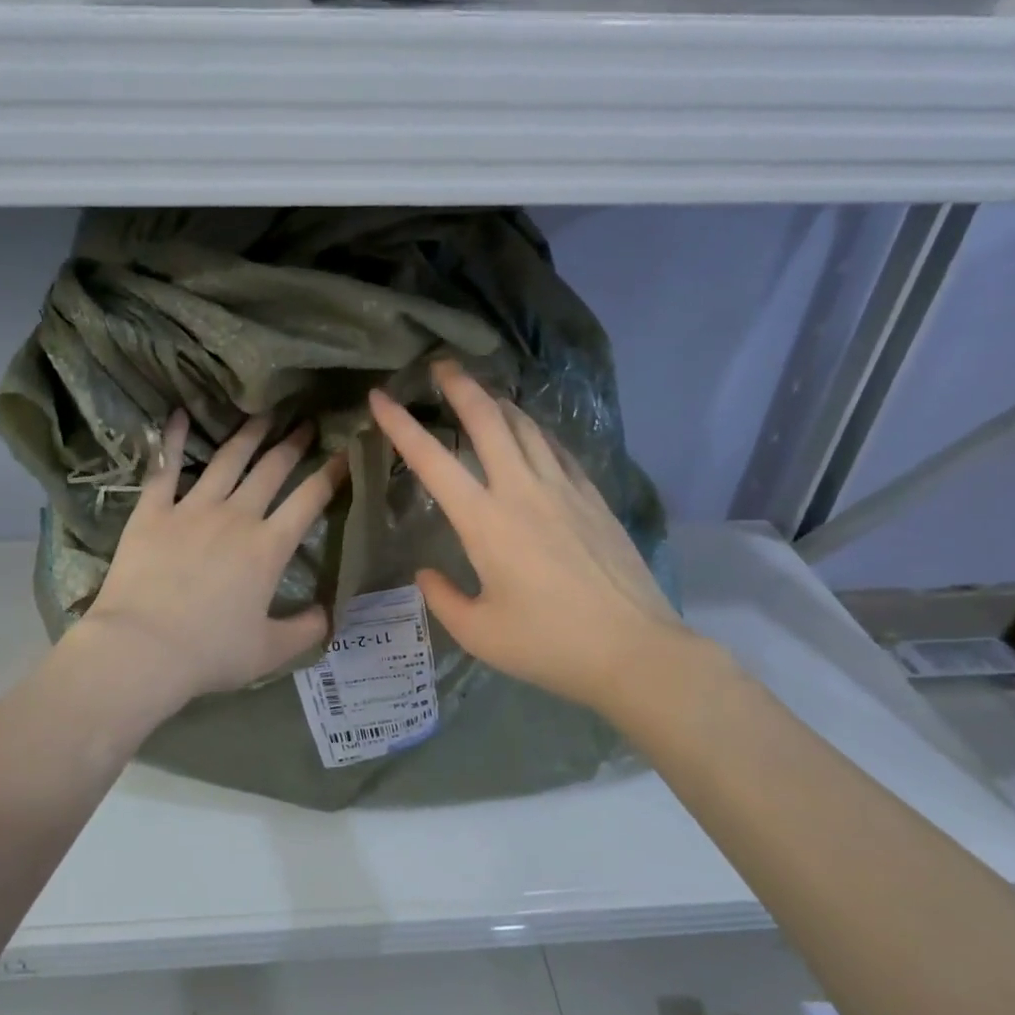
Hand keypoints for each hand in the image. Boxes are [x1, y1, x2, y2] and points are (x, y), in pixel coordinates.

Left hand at [70, 412, 347, 705]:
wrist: (142, 649)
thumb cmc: (210, 652)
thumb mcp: (271, 651)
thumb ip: (308, 630)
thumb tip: (331, 613)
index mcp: (268, 547)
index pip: (310, 500)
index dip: (332, 473)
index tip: (347, 452)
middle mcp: (236, 517)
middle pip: (271, 470)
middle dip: (294, 444)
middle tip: (307, 421)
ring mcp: (192, 509)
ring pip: (227, 461)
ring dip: (249, 435)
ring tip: (264, 414)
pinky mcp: (153, 511)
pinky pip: (166, 468)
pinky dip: (175, 440)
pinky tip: (181, 415)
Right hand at [368, 360, 693, 717]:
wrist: (634, 649)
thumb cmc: (548, 644)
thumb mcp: (478, 633)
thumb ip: (442, 598)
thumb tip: (425, 573)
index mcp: (485, 522)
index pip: (432, 461)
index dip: (401, 425)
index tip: (380, 396)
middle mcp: (522, 491)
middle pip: (488, 420)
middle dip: (460, 386)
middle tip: (441, 365)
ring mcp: (564, 489)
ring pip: (526, 426)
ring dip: (499, 402)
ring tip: (482, 393)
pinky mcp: (593, 498)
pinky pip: (557, 449)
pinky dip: (534, 431)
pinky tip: (530, 434)